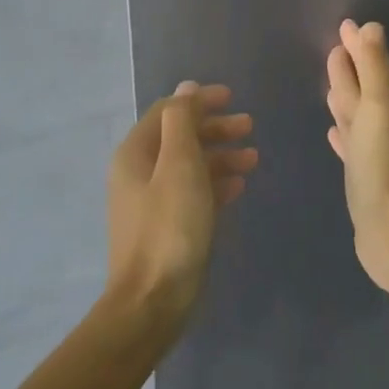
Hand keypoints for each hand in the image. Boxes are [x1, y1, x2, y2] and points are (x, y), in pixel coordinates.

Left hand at [106, 81, 256, 326]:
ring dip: (220, 156)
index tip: (233, 98)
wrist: (153, 300)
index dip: (199, 101)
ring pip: (188, 166)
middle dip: (214, 128)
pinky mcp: (166, 226)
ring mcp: (151, 202)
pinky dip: (215, 183)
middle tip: (249, 127)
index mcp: (135, 153)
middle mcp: (138, 173)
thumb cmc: (170, 227)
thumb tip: (186, 88)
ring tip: (253, 159)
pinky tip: (238, 186)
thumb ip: (183, 122)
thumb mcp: (179, 166)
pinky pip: (192, 193)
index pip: (168, 112)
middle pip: (179, 138)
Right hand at [325, 20, 388, 294]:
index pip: (373, 67)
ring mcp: (375, 152)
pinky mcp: (363, 175)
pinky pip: (350, 144)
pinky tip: (332, 132)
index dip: (358, 48)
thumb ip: (374, 67)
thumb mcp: (378, 106)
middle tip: (333, 49)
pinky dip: (342, 134)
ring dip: (344, 99)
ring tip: (329, 86)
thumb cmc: (383, 163)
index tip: (343, 27)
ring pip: (356, 116)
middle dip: (350, 71)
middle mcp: (387, 125)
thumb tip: (370, 27)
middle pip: (364, 90)